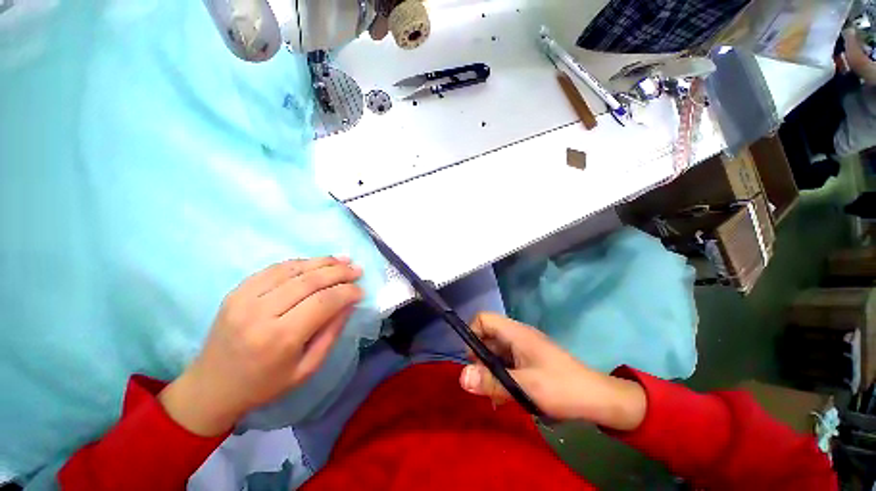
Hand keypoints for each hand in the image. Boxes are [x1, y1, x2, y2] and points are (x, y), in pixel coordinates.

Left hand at [159, 257, 362, 435]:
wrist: (211, 387)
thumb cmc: (264, 385)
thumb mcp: (306, 369)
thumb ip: (331, 333)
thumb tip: (350, 303)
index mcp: (280, 338)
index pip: (323, 302)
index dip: (347, 292)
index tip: (361, 290)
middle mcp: (260, 312)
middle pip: (310, 281)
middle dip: (339, 272)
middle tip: (357, 269)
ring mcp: (244, 298)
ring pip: (293, 269)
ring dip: (322, 262)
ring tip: (343, 260)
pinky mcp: (236, 291)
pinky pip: (274, 268)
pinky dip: (300, 263)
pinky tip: (315, 263)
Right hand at [459, 313, 646, 430]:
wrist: (599, 400)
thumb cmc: (562, 388)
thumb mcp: (525, 387)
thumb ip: (492, 381)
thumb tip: (461, 377)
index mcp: (516, 332)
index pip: (483, 319)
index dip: (472, 334)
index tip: (472, 360)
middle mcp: (517, 335)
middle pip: (487, 335)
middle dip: (480, 357)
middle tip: (483, 382)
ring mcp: (524, 348)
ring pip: (496, 351)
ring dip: (491, 370)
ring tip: (494, 394)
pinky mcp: (530, 361)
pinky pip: (507, 362)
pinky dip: (502, 376)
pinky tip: (505, 396)